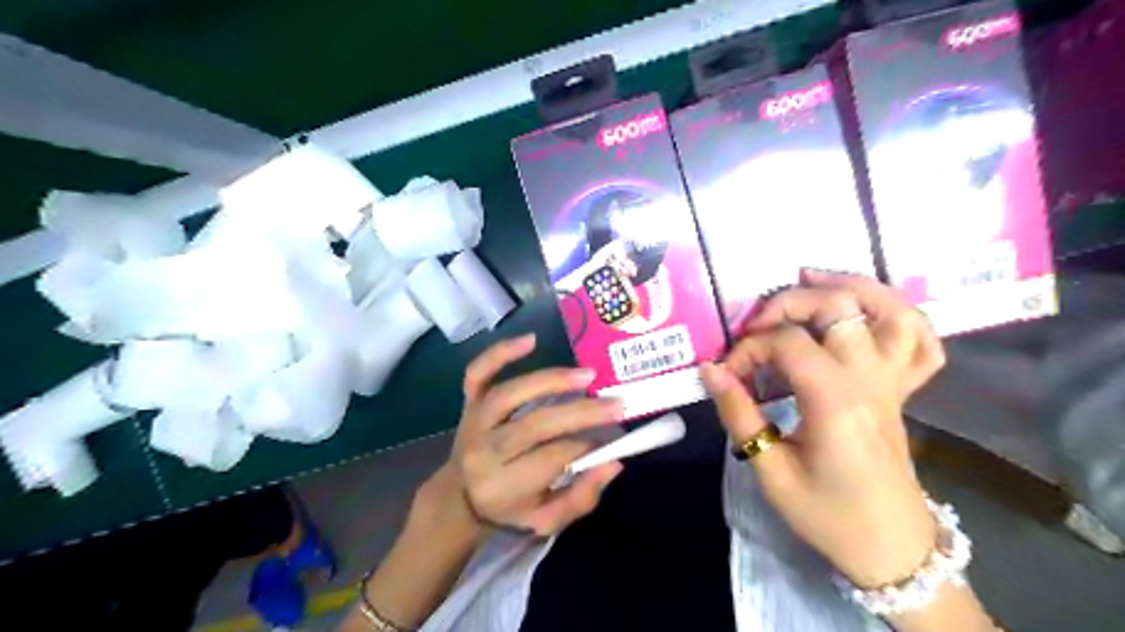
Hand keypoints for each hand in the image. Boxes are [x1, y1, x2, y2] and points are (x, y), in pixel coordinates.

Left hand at [429, 335, 628, 536]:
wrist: (459, 497)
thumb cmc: (510, 509)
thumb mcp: (547, 521)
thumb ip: (581, 497)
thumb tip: (614, 463)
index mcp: (504, 486)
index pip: (552, 458)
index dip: (586, 446)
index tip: (610, 439)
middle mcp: (484, 451)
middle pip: (535, 425)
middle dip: (580, 413)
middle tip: (616, 403)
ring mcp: (474, 422)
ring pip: (510, 394)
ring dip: (550, 381)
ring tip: (587, 375)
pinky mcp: (468, 402)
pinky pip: (477, 374)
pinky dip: (500, 354)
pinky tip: (531, 340)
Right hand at [702, 270, 946, 587]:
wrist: (890, 547)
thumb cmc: (828, 515)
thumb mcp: (770, 471)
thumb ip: (739, 413)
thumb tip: (709, 370)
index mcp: (835, 401)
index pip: (787, 343)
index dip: (748, 349)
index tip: (726, 374)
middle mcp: (871, 380)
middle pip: (837, 307)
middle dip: (788, 302)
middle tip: (755, 322)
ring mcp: (893, 382)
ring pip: (890, 311)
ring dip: (851, 285)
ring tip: (810, 277)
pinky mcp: (902, 390)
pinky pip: (922, 342)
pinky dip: (900, 314)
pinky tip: (867, 308)